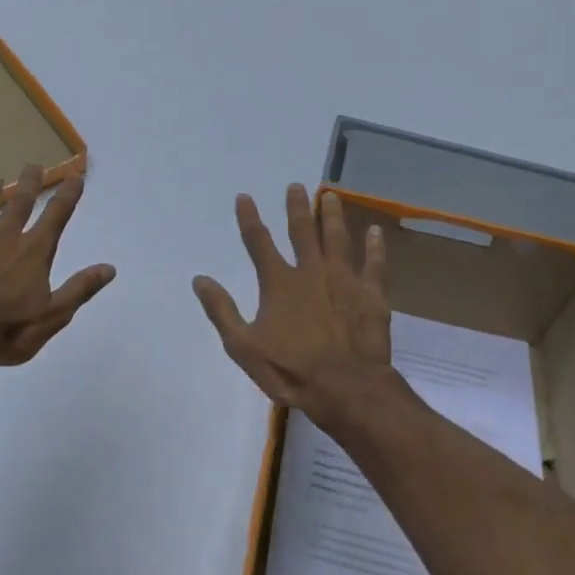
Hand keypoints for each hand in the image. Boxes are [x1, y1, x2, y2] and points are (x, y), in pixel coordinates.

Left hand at [0, 165, 115, 370]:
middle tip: (34, 165)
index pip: (56, 216)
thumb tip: (109, 268)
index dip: (68, 194)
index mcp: (34, 252)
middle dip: (29, 183)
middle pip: (19, 203)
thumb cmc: (8, 331)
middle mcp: (4, 239)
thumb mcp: (54, 316)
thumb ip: (80, 289)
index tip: (76, 175)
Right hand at [192, 185, 394, 430]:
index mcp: (279, 283)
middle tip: (296, 186)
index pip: (258, 242)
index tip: (244, 196)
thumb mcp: (243, 346)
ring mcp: (344, 280)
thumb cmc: (291, 370)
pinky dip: (375, 247)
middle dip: (297, 207)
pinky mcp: (371, 295)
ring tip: (330, 195)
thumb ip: (222, 310)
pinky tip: (375, 231)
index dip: (249, 218)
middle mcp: (311, 272)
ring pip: (337, 239)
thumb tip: (200, 279)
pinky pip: (374, 264)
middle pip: (302, 231)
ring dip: (332, 216)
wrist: (347, 389)